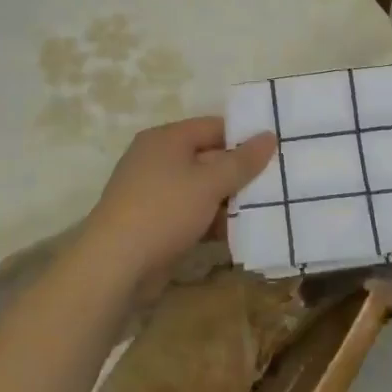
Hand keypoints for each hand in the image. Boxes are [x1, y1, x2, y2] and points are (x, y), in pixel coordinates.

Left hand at [82, 117, 276, 293]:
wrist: (114, 265)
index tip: (275, 151)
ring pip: (200, 189)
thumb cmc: (164, 211)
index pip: (214, 126)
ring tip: (265, 210)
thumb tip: (269, 135)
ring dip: (228, 201)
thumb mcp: (209, 183)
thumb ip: (242, 161)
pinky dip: (211, 221)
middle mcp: (157, 159)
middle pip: (208, 157)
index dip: (244, 136)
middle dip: (239, 173)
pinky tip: (237, 235)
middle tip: (276, 183)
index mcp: (166, 139)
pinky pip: (190, 214)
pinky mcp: (153, 223)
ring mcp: (153, 192)